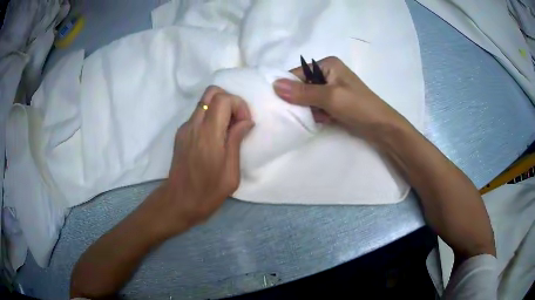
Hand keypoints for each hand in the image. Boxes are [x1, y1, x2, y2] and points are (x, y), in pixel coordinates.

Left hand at [148, 86, 253, 236]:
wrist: (179, 202)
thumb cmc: (208, 192)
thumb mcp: (231, 172)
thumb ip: (236, 141)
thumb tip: (246, 121)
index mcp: (208, 134)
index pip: (223, 99)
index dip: (239, 105)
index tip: (244, 124)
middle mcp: (194, 125)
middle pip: (211, 92)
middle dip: (229, 100)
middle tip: (237, 121)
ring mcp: (185, 128)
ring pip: (204, 101)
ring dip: (220, 108)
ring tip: (228, 130)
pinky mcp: (181, 134)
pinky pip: (198, 114)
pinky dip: (211, 117)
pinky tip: (215, 138)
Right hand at [273, 56, 407, 141]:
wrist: (382, 127)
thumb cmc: (358, 106)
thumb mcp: (330, 97)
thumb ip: (303, 92)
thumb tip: (275, 85)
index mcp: (328, 65)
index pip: (298, 73)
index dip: (288, 87)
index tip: (280, 103)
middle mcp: (328, 73)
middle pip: (303, 86)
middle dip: (301, 101)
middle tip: (302, 112)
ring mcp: (332, 89)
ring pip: (309, 98)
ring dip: (310, 109)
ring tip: (320, 117)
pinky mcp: (335, 103)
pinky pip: (317, 106)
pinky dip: (318, 114)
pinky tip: (325, 120)